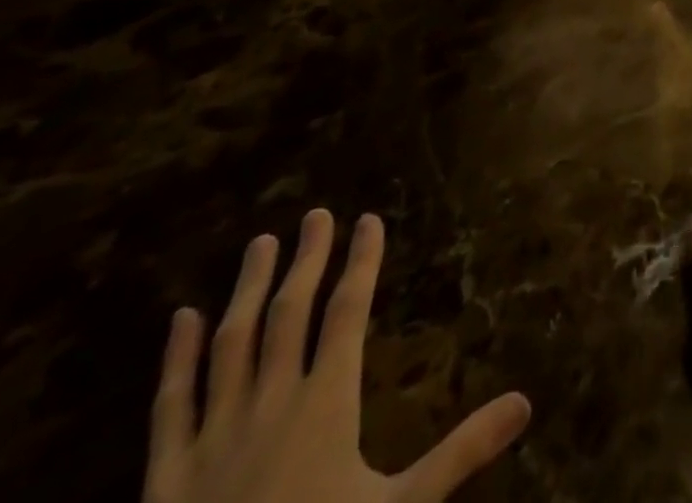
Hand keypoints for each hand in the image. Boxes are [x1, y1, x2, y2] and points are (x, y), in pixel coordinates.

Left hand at [144, 210, 530, 502]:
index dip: (362, 262)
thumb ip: (461, 451)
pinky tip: (182, 320)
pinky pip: (170, 405)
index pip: (348, 312)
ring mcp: (213, 438)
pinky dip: (175, 358)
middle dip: (307, 260)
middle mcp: (270, 405)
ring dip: (248, 290)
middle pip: (290, 314)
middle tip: (317, 214)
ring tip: (261, 245)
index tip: (368, 220)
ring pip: (231, 344)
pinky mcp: (166, 477)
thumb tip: (526, 401)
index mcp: (326, 404)